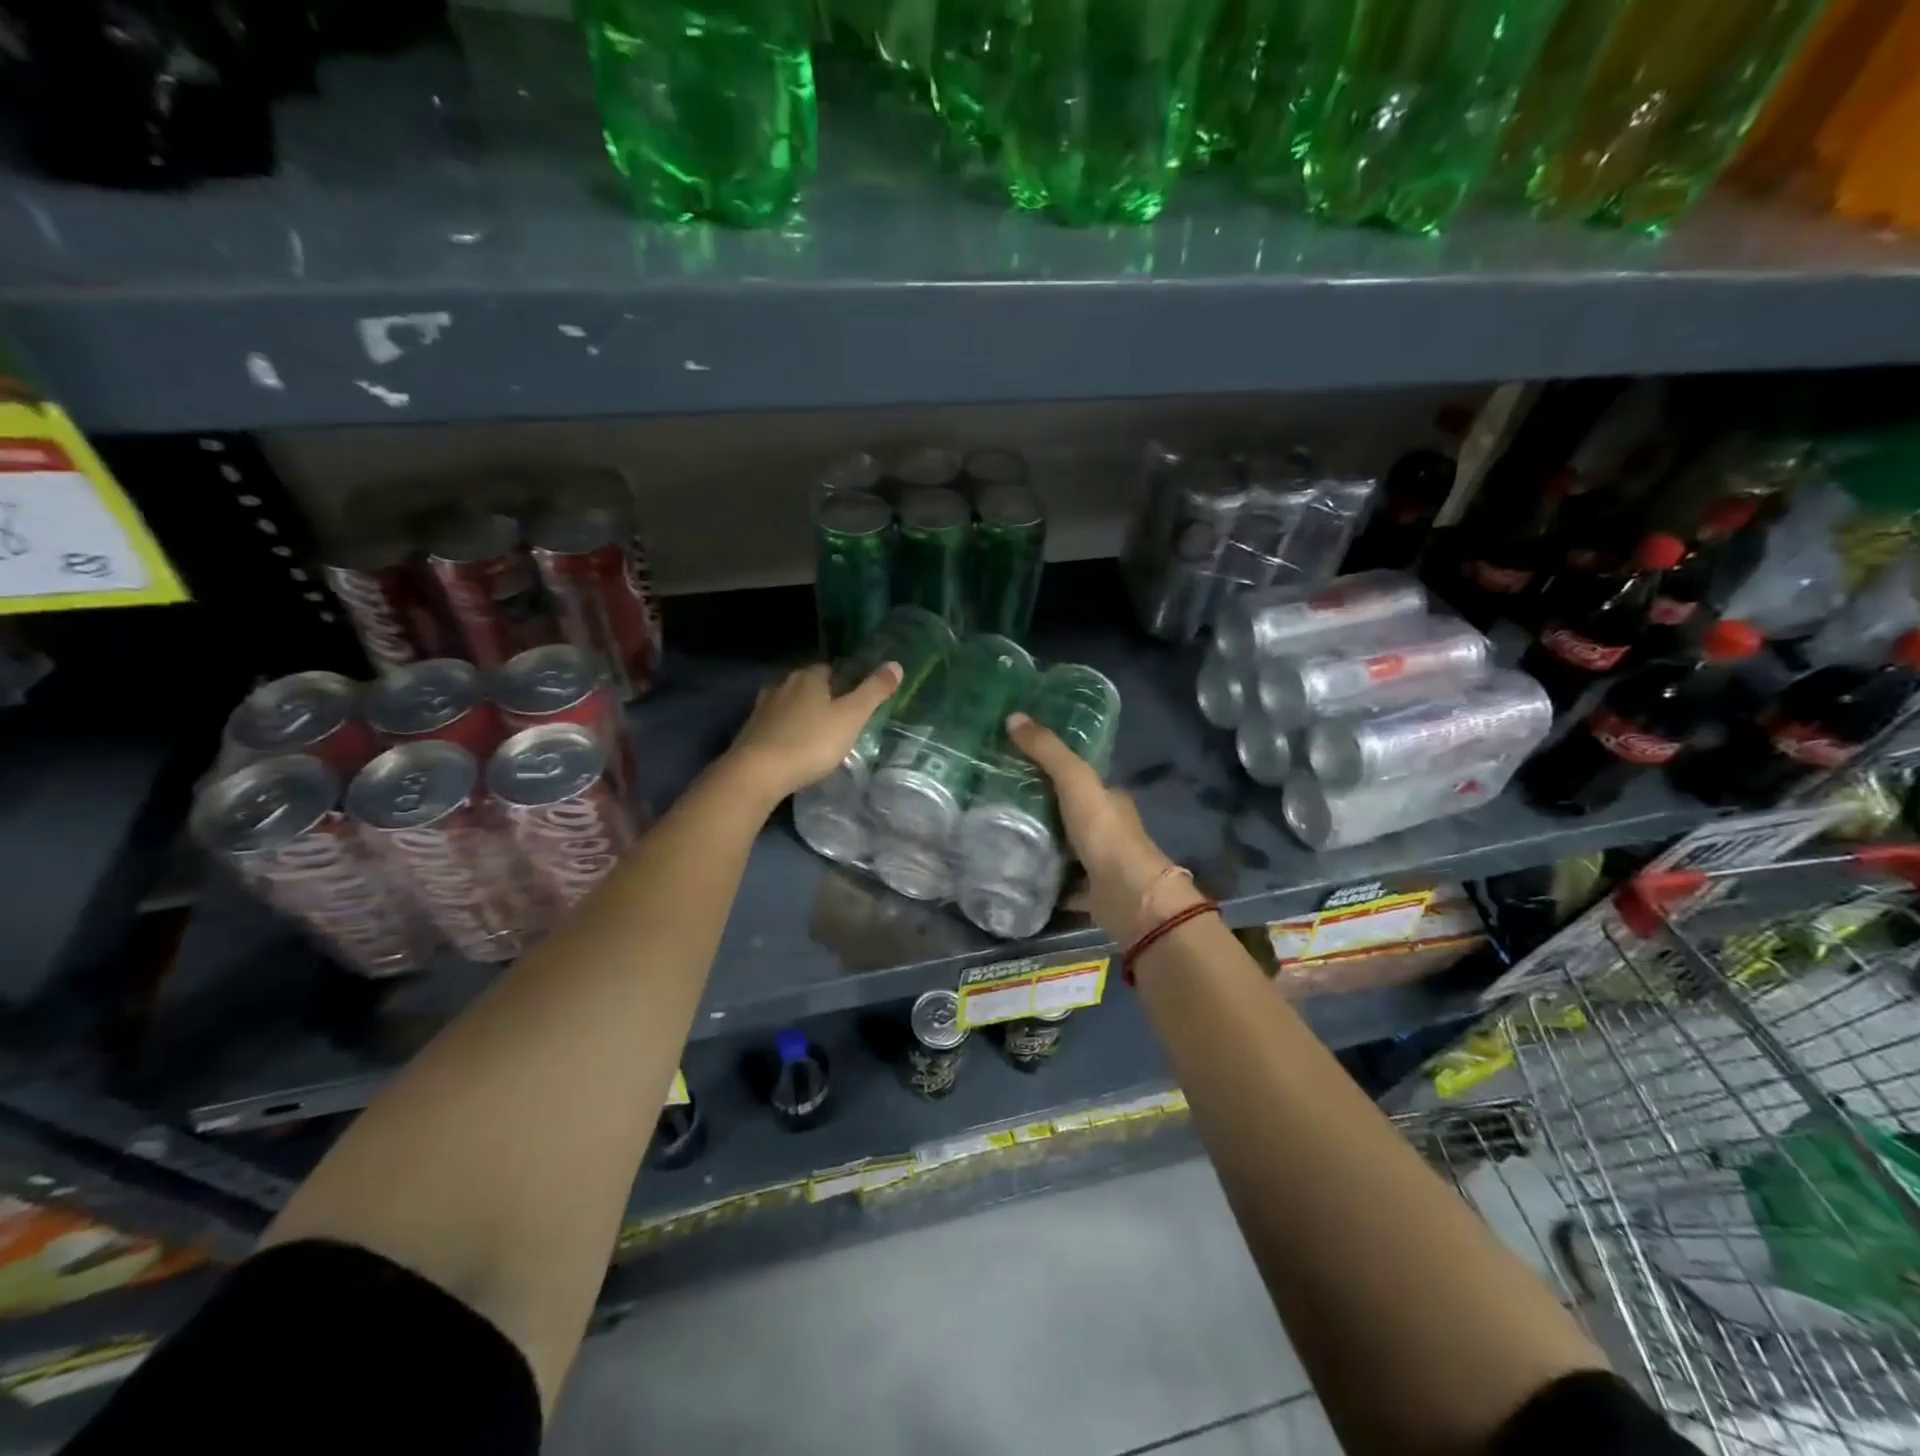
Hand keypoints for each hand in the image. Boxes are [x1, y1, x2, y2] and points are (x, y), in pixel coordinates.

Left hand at [722, 661, 901, 807]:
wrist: (757, 773)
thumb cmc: (810, 742)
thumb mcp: (851, 717)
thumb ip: (874, 691)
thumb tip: (896, 664)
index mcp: (808, 678)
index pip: (828, 669)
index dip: (843, 680)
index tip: (854, 697)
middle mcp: (782, 685)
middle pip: (806, 685)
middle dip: (821, 697)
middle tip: (839, 717)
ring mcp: (762, 708)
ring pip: (788, 704)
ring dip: (801, 714)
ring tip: (817, 734)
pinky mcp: (749, 732)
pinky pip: (774, 725)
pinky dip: (785, 732)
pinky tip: (793, 748)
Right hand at [1006, 713, 1200, 943]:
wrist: (1129, 897)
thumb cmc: (1105, 834)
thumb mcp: (1076, 781)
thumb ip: (1048, 752)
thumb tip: (1013, 717)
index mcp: (1110, 799)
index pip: (1079, 778)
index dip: (1051, 768)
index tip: (1016, 764)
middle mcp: (1107, 829)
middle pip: (1069, 813)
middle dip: (1040, 808)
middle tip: (997, 801)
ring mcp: (1100, 864)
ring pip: (1064, 849)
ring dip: (1039, 843)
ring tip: (997, 834)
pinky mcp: (1090, 894)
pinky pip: (1060, 884)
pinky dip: (1042, 880)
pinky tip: (1014, 875)